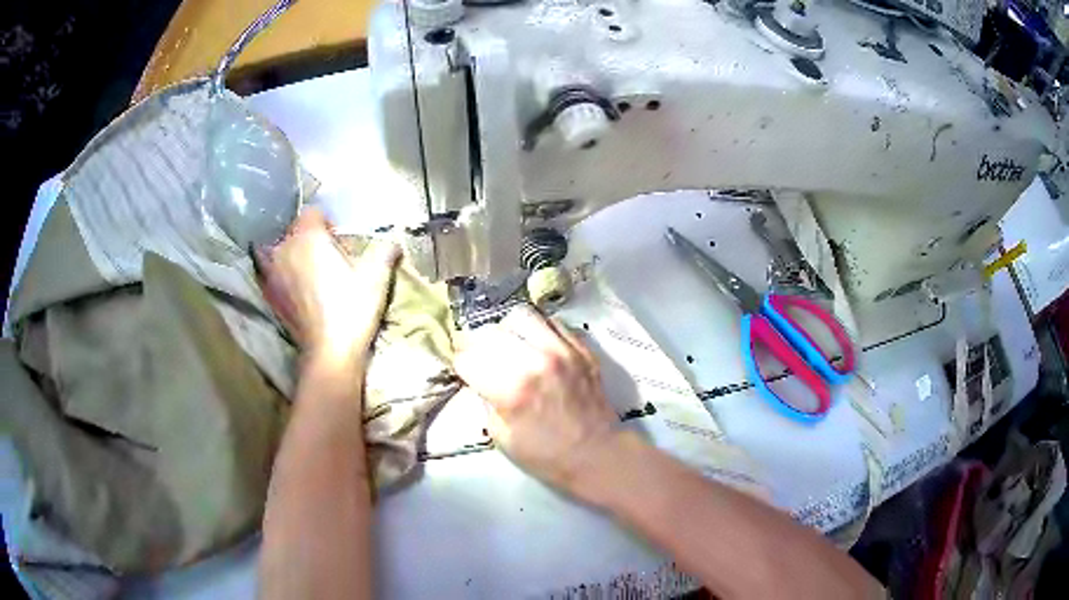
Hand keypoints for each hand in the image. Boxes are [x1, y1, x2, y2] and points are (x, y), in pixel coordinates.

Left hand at [256, 208, 399, 367]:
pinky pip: (271, 274)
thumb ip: (385, 250)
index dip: (327, 223)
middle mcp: (284, 249)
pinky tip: (295, 288)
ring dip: (293, 256)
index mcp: (308, 237)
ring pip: (280, 252)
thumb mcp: (376, 276)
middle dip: (309, 239)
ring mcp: (272, 273)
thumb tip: (394, 243)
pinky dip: (281, 275)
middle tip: (328, 259)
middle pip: (294, 231)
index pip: (312, 212)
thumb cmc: (353, 308)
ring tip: (310, 273)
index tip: (339, 242)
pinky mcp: (269, 295)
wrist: (330, 352)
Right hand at [453, 306, 619, 494]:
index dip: (463, 366)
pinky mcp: (581, 347)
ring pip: (520, 316)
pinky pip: (551, 321)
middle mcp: (536, 361)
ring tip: (510, 346)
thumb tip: (478, 377)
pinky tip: (537, 347)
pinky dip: (537, 330)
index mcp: (512, 389)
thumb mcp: (500, 435)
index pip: (467, 358)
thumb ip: (485, 399)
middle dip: (478, 345)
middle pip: (490, 332)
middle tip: (482, 358)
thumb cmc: (544, 454)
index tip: (467, 373)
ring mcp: (562, 350)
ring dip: (508, 330)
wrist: (595, 453)